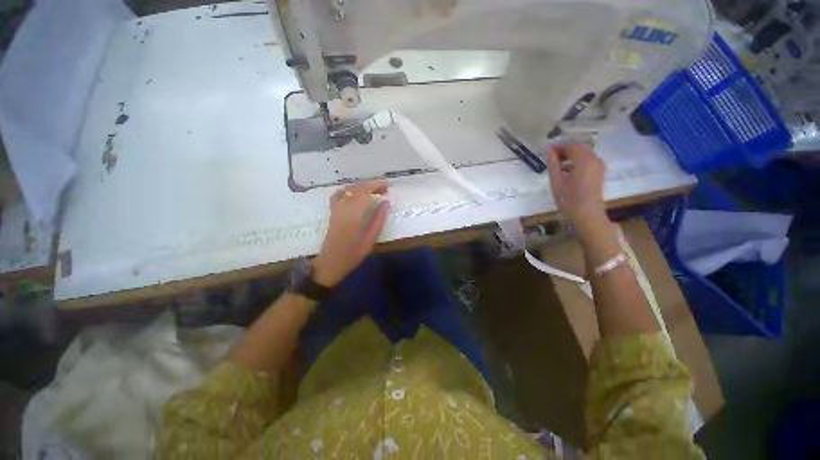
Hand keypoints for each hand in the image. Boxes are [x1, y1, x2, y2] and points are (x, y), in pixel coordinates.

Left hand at [312, 180, 390, 286]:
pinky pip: (338, 194)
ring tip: (373, 190)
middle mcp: (343, 208)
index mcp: (354, 215)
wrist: (331, 262)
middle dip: (372, 185)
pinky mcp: (332, 212)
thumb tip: (386, 203)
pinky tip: (354, 192)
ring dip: (362, 186)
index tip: (387, 185)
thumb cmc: (353, 254)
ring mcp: (336, 209)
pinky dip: (347, 190)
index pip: (365, 192)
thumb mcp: (370, 239)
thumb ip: (378, 220)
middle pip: (357, 188)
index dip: (376, 185)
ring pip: (348, 189)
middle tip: (384, 189)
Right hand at [545, 143, 608, 236]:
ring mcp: (599, 166)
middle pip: (580, 148)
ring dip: (571, 156)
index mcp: (584, 160)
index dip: (559, 147)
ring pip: (584, 154)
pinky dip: (577, 162)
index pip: (572, 146)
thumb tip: (550, 151)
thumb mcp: (556, 181)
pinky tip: (567, 172)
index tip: (548, 152)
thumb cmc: (568, 199)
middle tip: (552, 159)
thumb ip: (553, 164)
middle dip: (566, 150)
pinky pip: (588, 161)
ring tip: (557, 166)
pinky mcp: (599, 173)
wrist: (587, 215)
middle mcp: (595, 159)